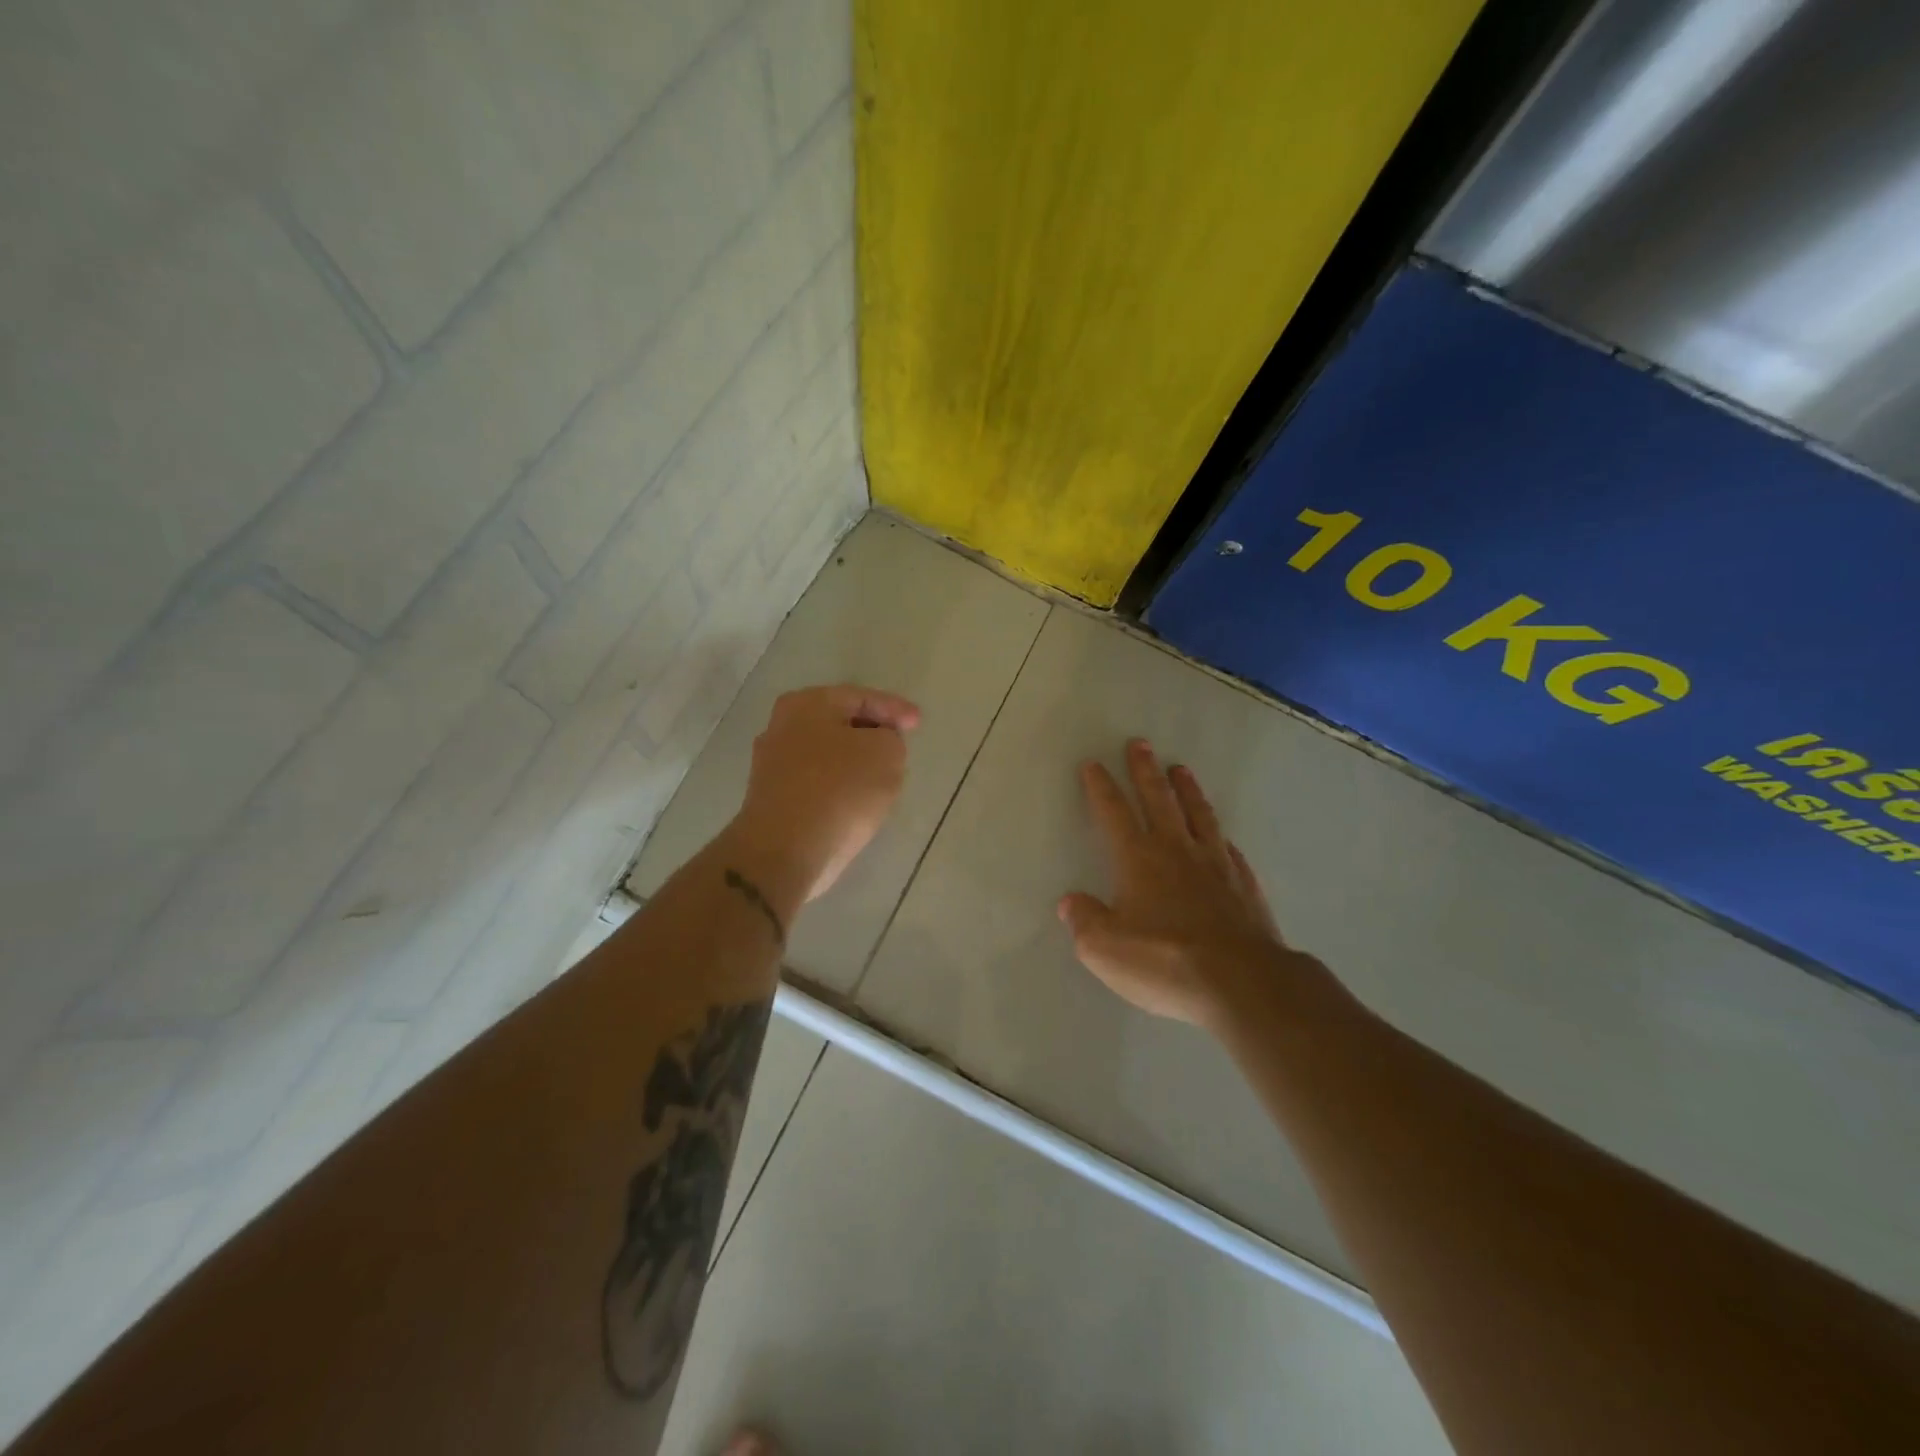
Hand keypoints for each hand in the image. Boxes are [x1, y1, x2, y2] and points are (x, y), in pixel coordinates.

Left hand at [729, 684, 920, 902]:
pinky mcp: (773, 800)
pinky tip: (857, 802)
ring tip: (884, 776)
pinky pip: (817, 784)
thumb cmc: (839, 790)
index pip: (860, 697)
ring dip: (855, 763)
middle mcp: (782, 727)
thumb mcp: (886, 753)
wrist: (785, 851)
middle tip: (900, 746)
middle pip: (840, 724)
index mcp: (806, 704)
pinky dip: (839, 787)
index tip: (917, 723)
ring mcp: (772, 765)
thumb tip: (877, 746)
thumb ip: (891, 738)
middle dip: (872, 734)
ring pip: (828, 755)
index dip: (894, 708)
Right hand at [1060, 739, 1290, 1028]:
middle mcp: (1177, 851)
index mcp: (1138, 859)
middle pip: (1158, 800)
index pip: (1114, 813)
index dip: (1101, 787)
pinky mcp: (1245, 886)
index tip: (1093, 764)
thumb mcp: (1104, 949)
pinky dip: (1220, 837)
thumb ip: (1084, 921)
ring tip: (1181, 769)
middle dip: (1145, 771)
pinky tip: (1221, 837)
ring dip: (1187, 790)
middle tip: (1140, 744)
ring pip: (1198, 815)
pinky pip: (1229, 851)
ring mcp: (1216, 866)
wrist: (1242, 983)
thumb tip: (1071, 902)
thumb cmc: (1164, 961)